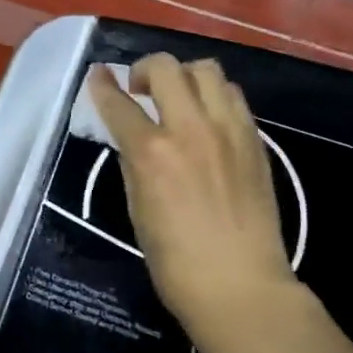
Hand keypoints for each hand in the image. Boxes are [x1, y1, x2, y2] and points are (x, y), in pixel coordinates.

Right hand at [89, 55, 297, 332]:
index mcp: (151, 152)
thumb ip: (134, 165)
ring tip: (179, 98)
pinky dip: (214, 95)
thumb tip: (133, 140)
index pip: (118, 103)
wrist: (240, 284)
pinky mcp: (255, 138)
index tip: (97, 76)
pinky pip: (233, 96)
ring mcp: (228, 129)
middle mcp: (190, 128)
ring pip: (206, 70)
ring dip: (184, 76)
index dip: (102, 85)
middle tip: (141, 90)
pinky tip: (208, 118)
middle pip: (165, 68)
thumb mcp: (138, 210)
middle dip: (145, 70)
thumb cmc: (176, 262)